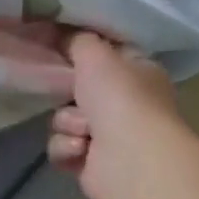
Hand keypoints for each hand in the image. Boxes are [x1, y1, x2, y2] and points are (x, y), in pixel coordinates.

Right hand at [48, 32, 184, 198]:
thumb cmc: (121, 98)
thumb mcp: (95, 52)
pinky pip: (62, 148)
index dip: (83, 53)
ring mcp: (110, 137)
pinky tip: (81, 150)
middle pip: (78, 89)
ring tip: (84, 132)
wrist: (131, 161)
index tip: (59, 48)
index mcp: (139, 73)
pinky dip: (67, 148)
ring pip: (65, 119)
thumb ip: (76, 39)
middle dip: (69, 94)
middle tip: (71, 93)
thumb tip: (62, 33)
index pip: (106, 56)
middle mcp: (127, 104)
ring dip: (68, 123)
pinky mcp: (92, 165)